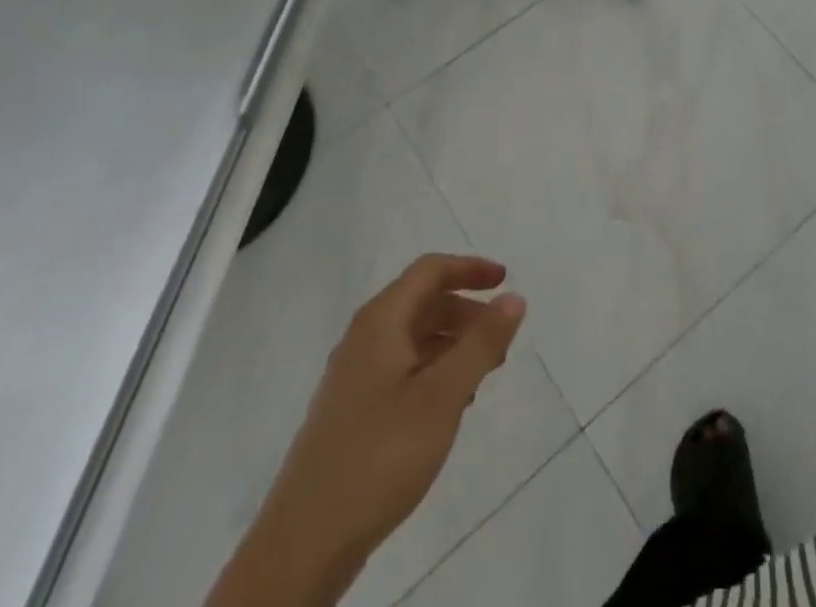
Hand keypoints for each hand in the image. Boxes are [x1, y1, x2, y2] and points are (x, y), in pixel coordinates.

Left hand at [210, 255, 525, 606]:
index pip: (430, 270)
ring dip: (452, 344)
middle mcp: (363, 340)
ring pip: (412, 339)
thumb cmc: (380, 456)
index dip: (469, 268)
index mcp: (380, 323)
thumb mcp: (443, 395)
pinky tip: (449, 407)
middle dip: (465, 312)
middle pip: (422, 303)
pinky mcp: (351, 413)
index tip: (504, 281)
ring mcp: (353, 378)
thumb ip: (482, 343)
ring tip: (482, 376)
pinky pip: (401, 370)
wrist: (302, 547)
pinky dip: (433, 372)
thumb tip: (514, 297)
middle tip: (500, 340)